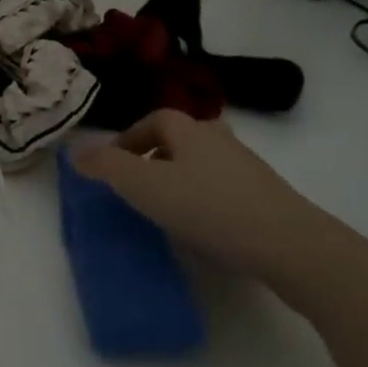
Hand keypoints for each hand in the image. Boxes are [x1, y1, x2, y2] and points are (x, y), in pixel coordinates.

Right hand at [72, 110, 362, 288]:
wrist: (292, 247)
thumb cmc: (209, 208)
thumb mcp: (144, 186)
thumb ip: (106, 166)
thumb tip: (75, 151)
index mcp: (191, 130)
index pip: (154, 119)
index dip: (130, 137)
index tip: (112, 164)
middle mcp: (221, 141)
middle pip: (182, 138)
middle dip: (156, 155)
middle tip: (138, 183)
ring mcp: (249, 170)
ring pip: (205, 164)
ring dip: (181, 178)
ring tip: (165, 208)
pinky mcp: (268, 200)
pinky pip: (225, 190)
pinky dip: (206, 201)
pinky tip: (200, 228)